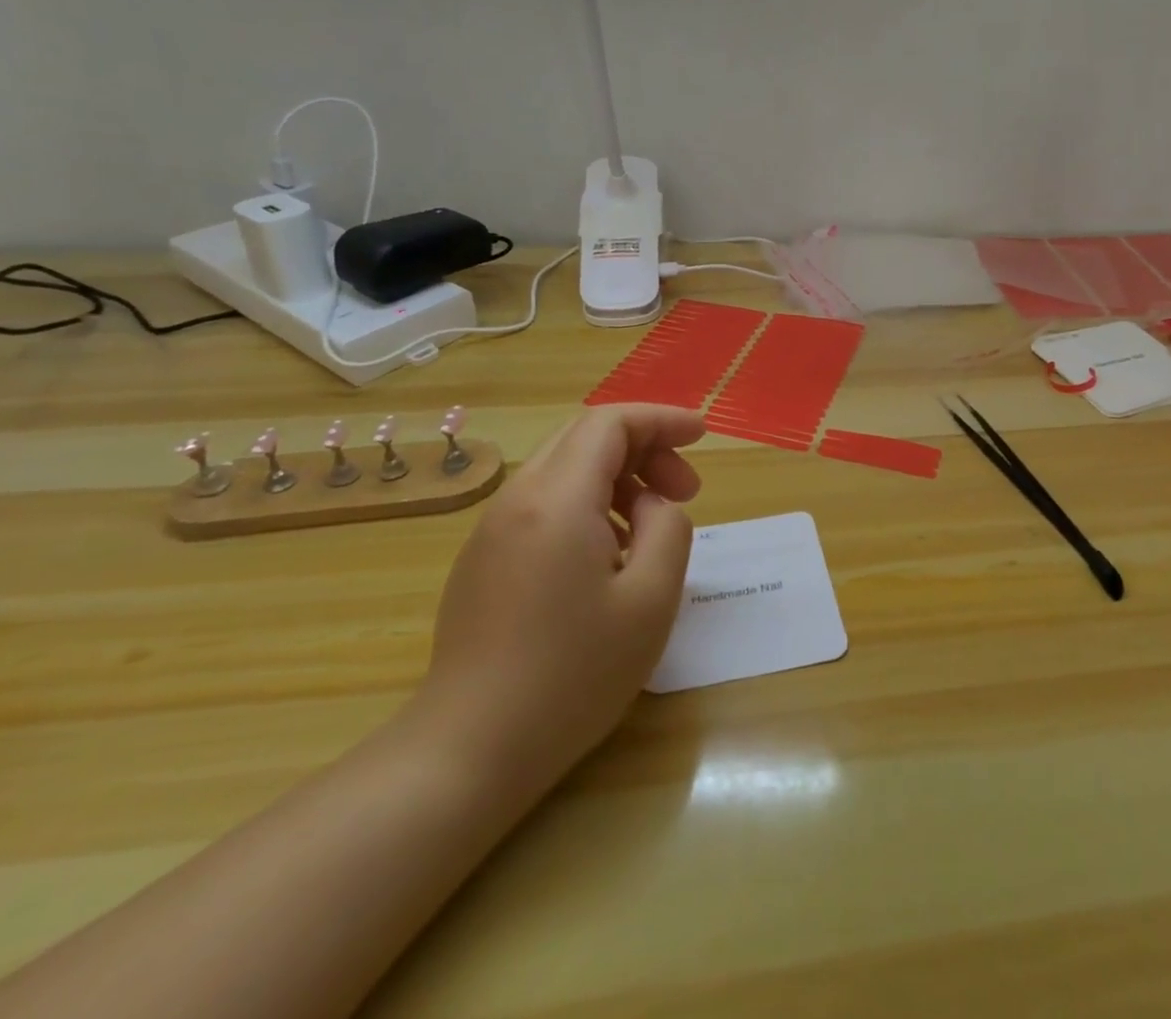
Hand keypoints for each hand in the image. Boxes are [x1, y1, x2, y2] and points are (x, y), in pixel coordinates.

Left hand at [410, 405, 705, 807]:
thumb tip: (651, 505)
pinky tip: (609, 558)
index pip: (611, 423)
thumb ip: (668, 528)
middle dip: (645, 448)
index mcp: (557, 499)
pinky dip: (588, 505)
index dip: (661, 419)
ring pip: (564, 470)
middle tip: (686, 491)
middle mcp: (518, 499)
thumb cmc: (573, 674)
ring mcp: (492, 530)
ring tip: (653, 528)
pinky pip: (544, 506)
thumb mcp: (651, 599)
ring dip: (618, 479)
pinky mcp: (482, 561)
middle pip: (586, 439)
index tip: (702, 435)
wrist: (468, 751)